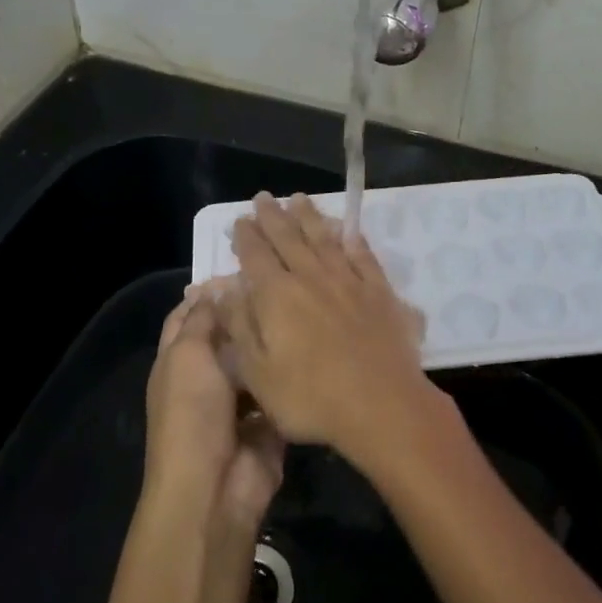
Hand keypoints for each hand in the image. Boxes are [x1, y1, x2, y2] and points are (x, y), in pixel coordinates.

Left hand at [145, 286, 285, 531]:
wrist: (214, 488)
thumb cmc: (192, 413)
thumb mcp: (188, 355)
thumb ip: (202, 319)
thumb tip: (215, 287)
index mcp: (178, 360)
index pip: (189, 315)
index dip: (209, 292)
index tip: (243, 267)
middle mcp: (206, 377)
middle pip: (228, 335)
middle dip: (249, 312)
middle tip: (284, 282)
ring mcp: (238, 401)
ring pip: (258, 360)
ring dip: (274, 341)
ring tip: (305, 305)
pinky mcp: (268, 422)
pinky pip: (281, 389)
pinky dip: (292, 373)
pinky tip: (316, 345)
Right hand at [216, 193, 438, 469]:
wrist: (382, 405)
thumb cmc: (311, 398)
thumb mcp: (258, 372)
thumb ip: (239, 325)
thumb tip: (220, 290)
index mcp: (277, 295)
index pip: (256, 256)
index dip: (246, 236)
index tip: (240, 220)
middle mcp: (310, 277)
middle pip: (288, 238)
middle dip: (273, 217)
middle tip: (263, 198)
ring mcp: (347, 281)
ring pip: (323, 238)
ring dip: (309, 217)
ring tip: (299, 200)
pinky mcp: (378, 291)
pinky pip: (361, 255)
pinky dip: (352, 238)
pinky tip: (347, 230)